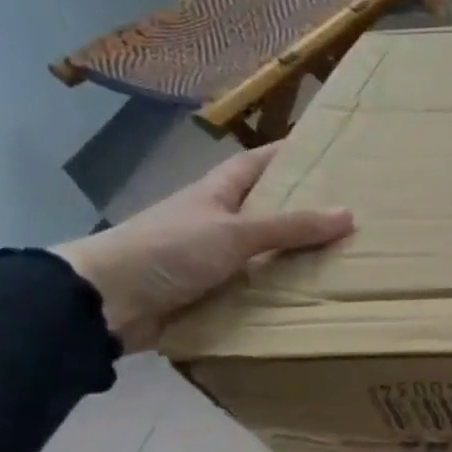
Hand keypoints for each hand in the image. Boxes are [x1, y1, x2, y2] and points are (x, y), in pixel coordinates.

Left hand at [51, 143, 352, 351]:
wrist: (103, 302)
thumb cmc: (166, 250)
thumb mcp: (234, 233)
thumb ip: (290, 227)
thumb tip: (348, 214)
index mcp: (214, 195)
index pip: (254, 164)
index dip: (283, 154)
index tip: (320, 149)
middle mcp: (214, 223)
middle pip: (264, 210)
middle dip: (300, 210)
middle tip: (349, 212)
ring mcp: (210, 260)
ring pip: (262, 253)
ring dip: (294, 257)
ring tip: (343, 259)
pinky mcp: (209, 294)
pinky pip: (255, 290)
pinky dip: (279, 293)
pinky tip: (310, 299)